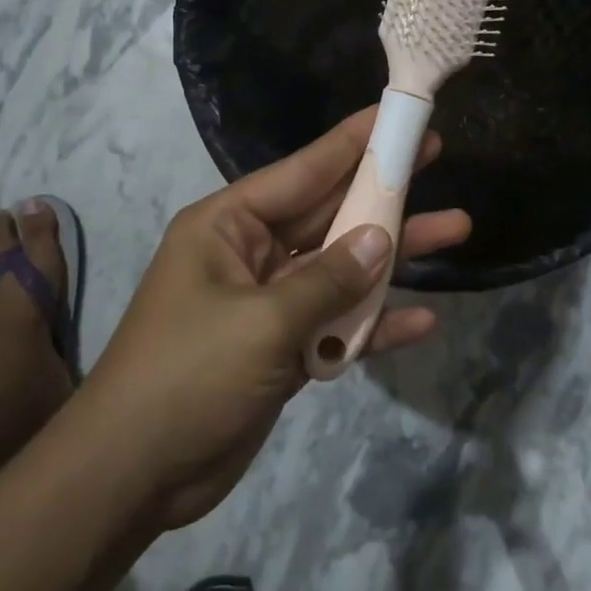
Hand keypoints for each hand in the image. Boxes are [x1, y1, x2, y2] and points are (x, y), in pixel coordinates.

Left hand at [79, 108, 470, 530]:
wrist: (134, 474)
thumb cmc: (189, 375)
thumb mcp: (262, 321)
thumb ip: (329, 279)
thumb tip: (382, 239)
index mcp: (229, 226)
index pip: (303, 171)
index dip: (352, 142)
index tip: (395, 116)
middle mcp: (251, 254)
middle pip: (329, 214)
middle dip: (382, 193)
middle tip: (434, 155)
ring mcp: (268, 303)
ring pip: (340, 268)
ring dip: (392, 257)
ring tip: (456, 230)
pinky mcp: (282, 349)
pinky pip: (335, 324)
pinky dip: (372, 325)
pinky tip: (421, 321)